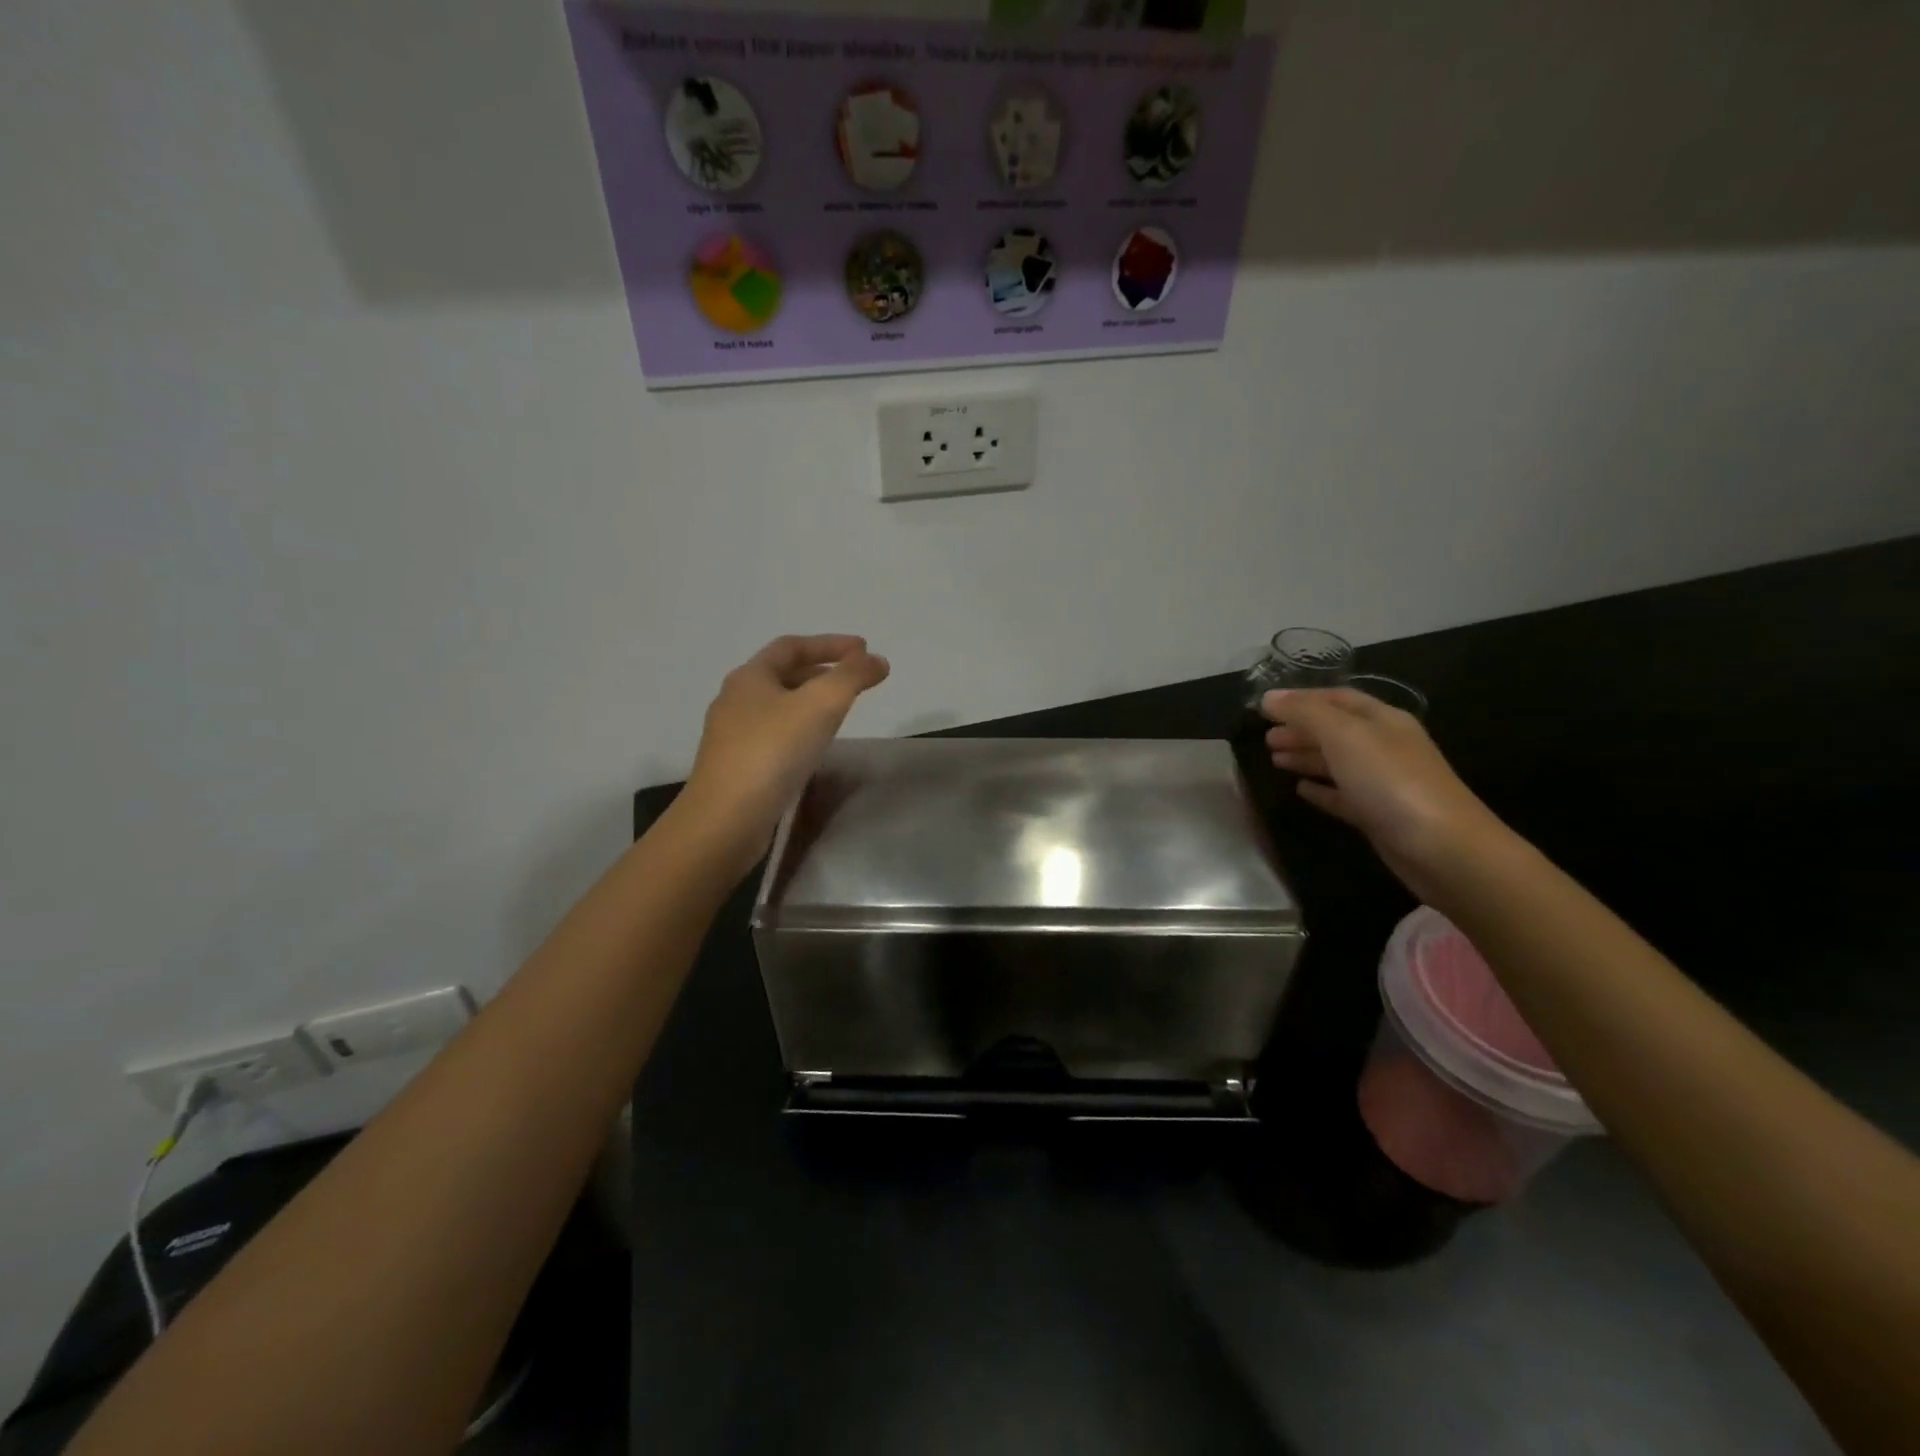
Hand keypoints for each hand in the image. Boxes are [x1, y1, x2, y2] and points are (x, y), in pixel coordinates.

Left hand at [678, 635, 889, 874]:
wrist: (726, 819)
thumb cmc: (773, 751)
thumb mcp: (821, 704)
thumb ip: (852, 677)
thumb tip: (877, 660)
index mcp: (750, 677)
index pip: (792, 646)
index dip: (830, 643)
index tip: (864, 649)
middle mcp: (735, 700)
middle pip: (783, 675)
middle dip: (822, 672)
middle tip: (855, 680)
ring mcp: (732, 736)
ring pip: (778, 707)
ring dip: (810, 702)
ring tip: (840, 711)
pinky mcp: (736, 766)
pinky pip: (774, 736)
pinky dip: (800, 729)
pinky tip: (815, 747)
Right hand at [1261, 688, 1503, 900]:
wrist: (1442, 848)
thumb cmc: (1390, 781)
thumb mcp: (1344, 735)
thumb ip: (1304, 713)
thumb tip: (1268, 697)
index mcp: (1382, 720)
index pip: (1337, 698)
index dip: (1301, 698)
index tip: (1264, 706)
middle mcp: (1384, 746)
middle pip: (1336, 730)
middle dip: (1300, 729)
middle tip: (1265, 738)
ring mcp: (1382, 783)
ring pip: (1337, 762)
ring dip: (1305, 757)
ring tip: (1273, 759)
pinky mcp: (1378, 816)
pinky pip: (1342, 796)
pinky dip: (1320, 790)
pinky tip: (1300, 790)